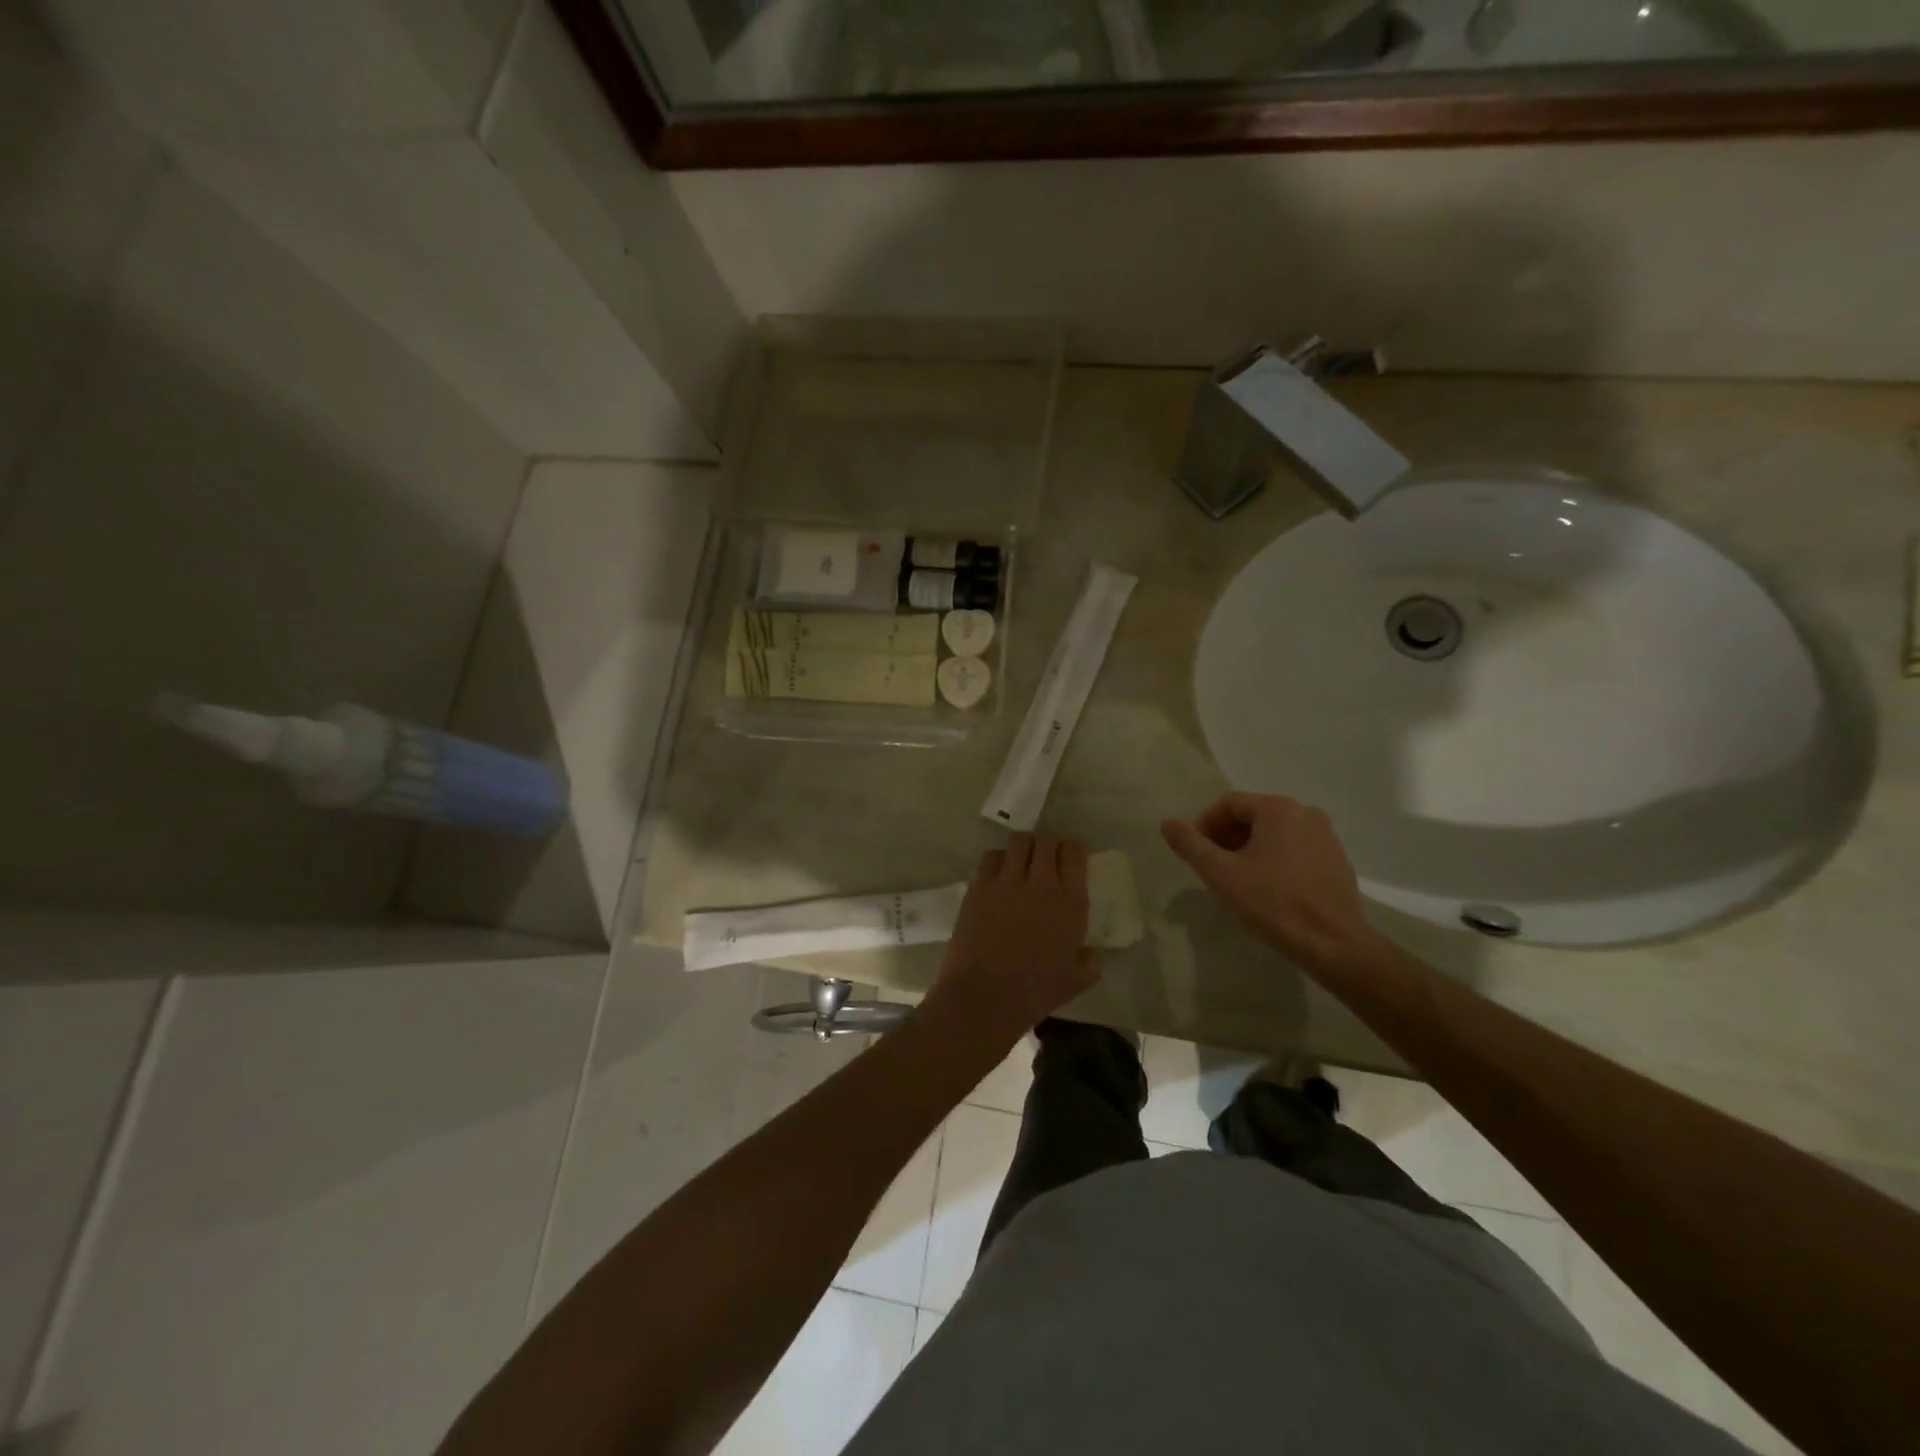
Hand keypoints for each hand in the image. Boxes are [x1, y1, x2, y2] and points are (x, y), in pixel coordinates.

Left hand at [921, 834, 1099, 1051]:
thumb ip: (1090, 961)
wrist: (985, 995)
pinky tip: (999, 875)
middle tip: (1046, 858)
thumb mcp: (1076, 981)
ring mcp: (1007, 881)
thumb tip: (1092, 952)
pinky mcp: (979, 886)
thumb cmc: (1035, 992)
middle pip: (1047, 840)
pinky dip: (998, 859)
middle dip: (1049, 844)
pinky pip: (991, 857)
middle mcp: (1041, 883)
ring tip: (1022, 861)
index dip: (1073, 851)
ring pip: (1019, 841)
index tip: (1070, 859)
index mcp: (1071, 902)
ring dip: (1024, 847)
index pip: (1075, 853)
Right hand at [1161, 794, 1375, 973]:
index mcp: (1278, 809)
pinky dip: (1274, 861)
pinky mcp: (1337, 861)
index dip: (1204, 826)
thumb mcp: (1221, 873)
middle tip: (1212, 869)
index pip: (1228, 804)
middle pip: (1252, 816)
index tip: (1194, 854)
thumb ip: (1190, 845)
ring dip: (1248, 850)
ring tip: (1237, 881)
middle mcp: (1305, 813)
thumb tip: (1167, 823)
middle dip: (1226, 838)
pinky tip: (1268, 891)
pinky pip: (1295, 850)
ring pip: (1274, 834)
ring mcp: (1326, 837)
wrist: (1334, 944)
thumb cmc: (1273, 903)